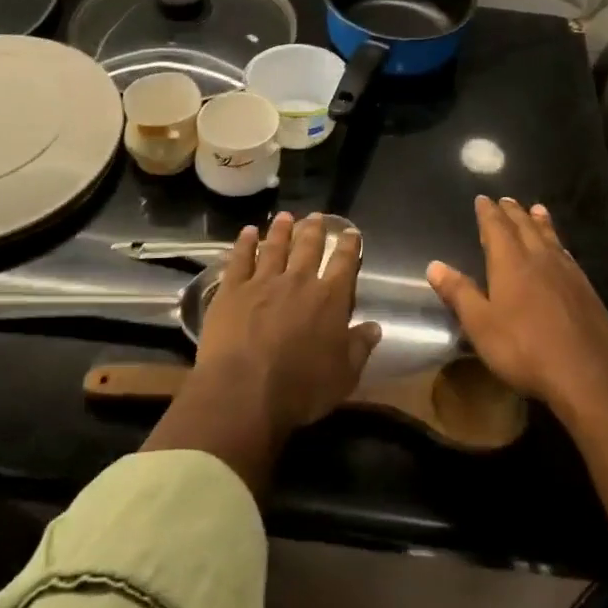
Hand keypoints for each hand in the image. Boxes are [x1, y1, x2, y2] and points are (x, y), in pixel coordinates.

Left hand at [194, 212, 381, 434]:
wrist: (244, 391)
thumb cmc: (300, 389)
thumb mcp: (343, 376)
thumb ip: (360, 348)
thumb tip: (375, 327)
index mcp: (330, 299)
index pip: (345, 263)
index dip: (350, 246)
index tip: (351, 232)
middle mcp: (299, 281)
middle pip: (309, 247)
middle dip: (315, 229)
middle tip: (316, 216)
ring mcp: (263, 282)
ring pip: (275, 246)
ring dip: (281, 230)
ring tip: (285, 216)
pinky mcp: (232, 290)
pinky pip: (240, 259)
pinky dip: (245, 243)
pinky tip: (247, 232)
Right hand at [426, 196, 607, 410]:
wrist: (588, 374)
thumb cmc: (525, 349)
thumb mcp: (481, 325)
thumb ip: (459, 293)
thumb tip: (434, 265)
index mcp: (510, 263)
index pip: (496, 228)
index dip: (487, 213)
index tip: (482, 199)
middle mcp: (539, 259)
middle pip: (524, 227)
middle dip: (513, 213)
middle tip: (506, 200)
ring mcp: (567, 273)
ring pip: (550, 238)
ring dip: (540, 222)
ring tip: (536, 209)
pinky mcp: (586, 290)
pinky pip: (567, 255)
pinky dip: (559, 243)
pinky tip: (562, 250)